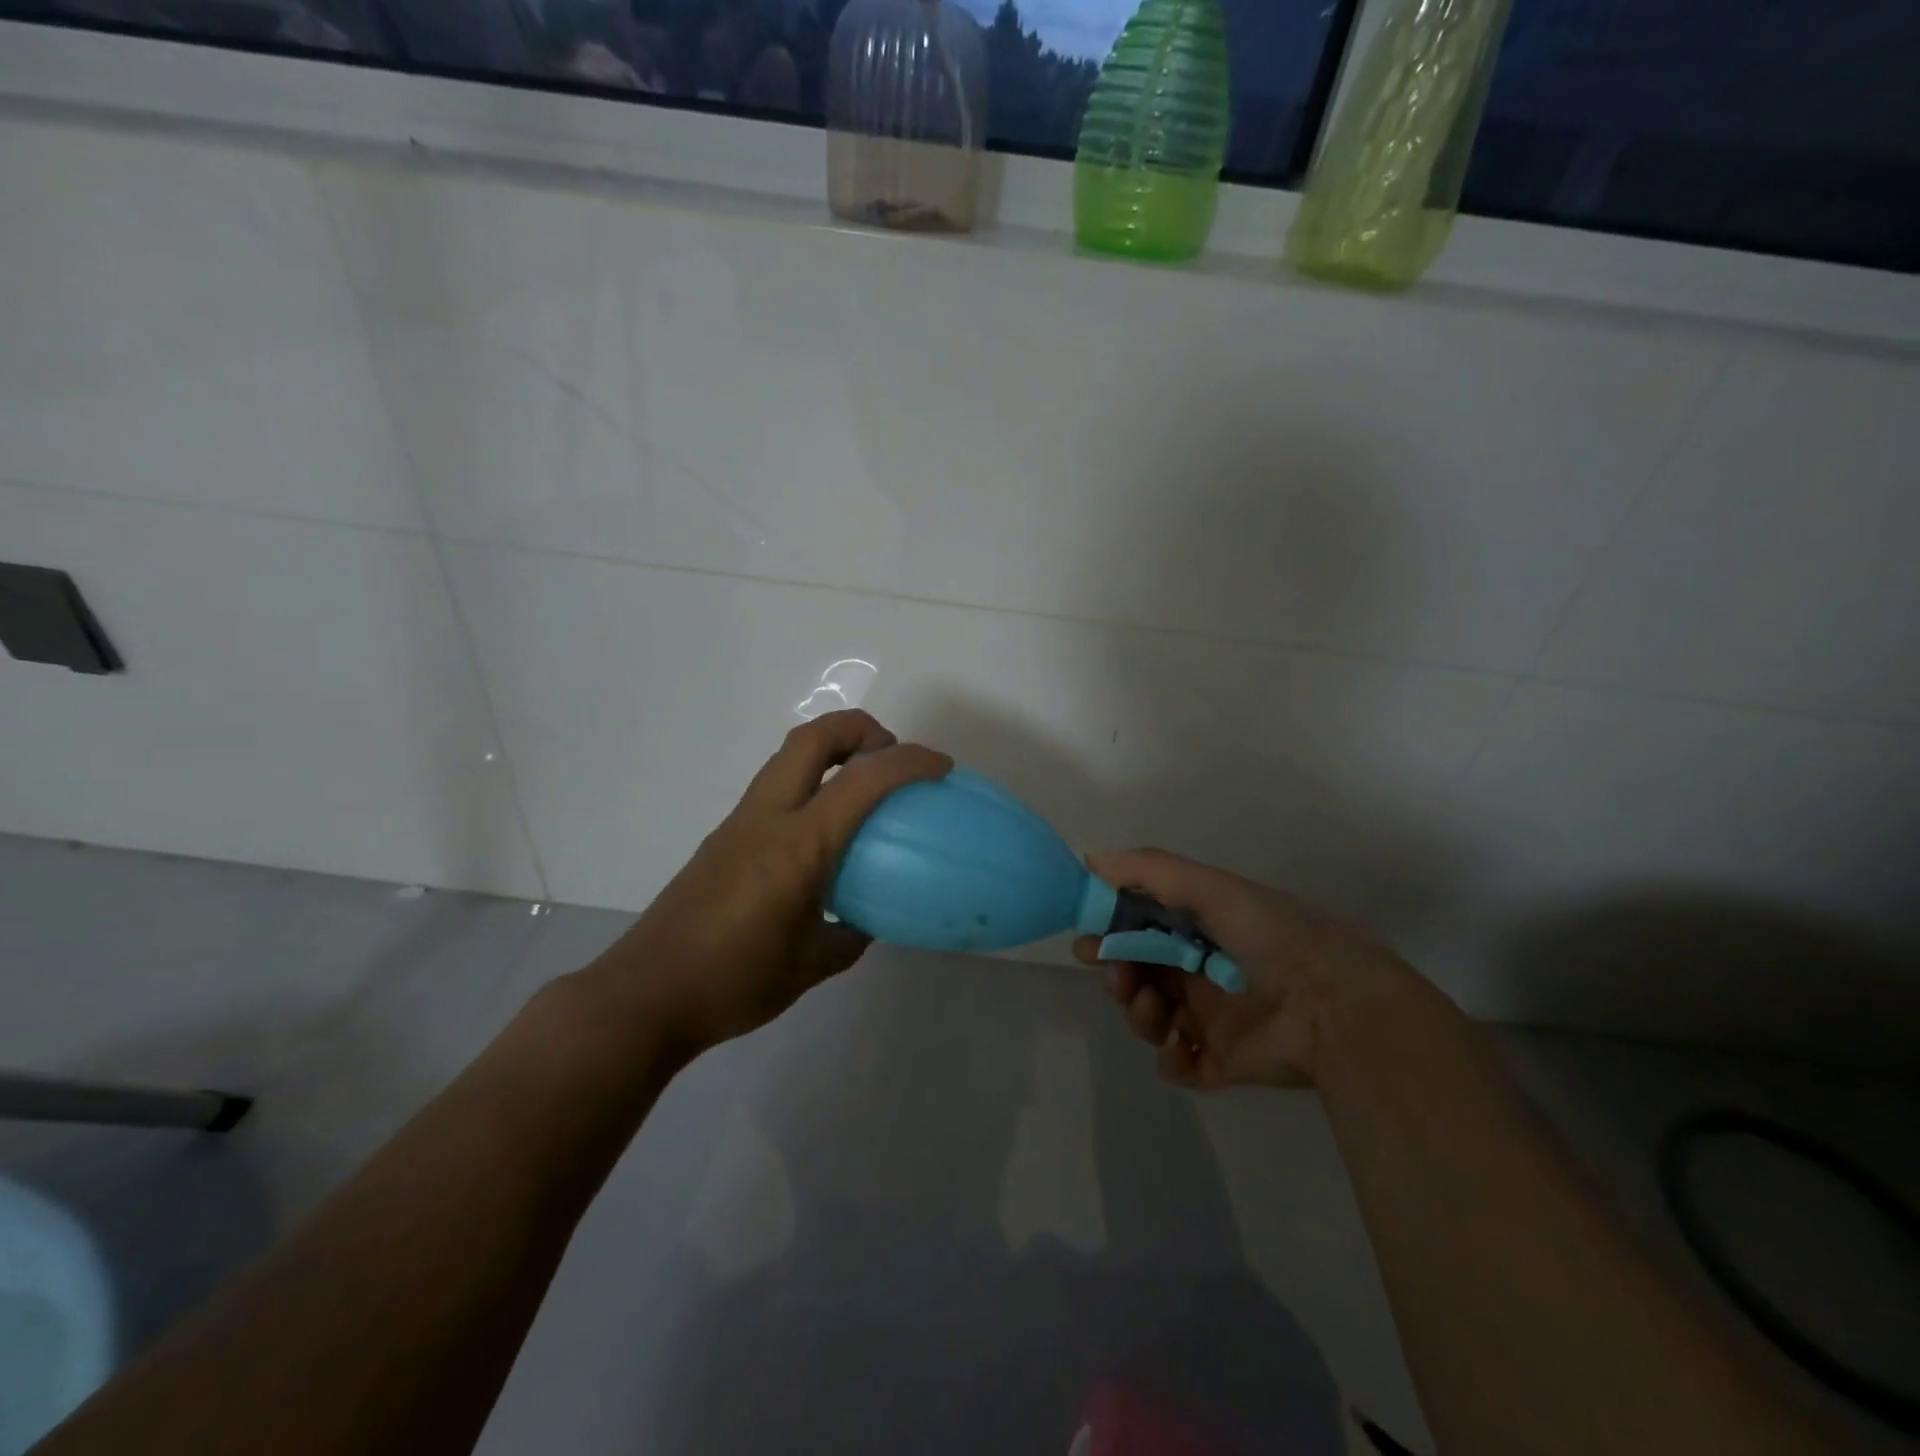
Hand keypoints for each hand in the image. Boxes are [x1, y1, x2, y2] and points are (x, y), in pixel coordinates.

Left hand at [586, 710, 950, 1055]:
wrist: (646, 994)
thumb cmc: (735, 981)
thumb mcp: (812, 965)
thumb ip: (850, 935)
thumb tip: (866, 919)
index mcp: (799, 844)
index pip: (863, 779)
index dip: (910, 761)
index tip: (941, 767)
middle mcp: (768, 817)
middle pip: (814, 737)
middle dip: (861, 728)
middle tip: (890, 756)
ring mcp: (740, 822)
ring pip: (789, 756)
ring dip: (832, 751)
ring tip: (863, 786)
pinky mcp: (724, 836)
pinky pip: (776, 786)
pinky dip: (810, 782)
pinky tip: (822, 832)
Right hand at [1074, 848, 1420, 1089]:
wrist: (1334, 1004)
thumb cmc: (1269, 935)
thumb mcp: (1210, 887)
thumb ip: (1149, 870)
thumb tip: (1090, 860)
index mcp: (1199, 928)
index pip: (1139, 928)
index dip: (1110, 932)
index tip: (1089, 938)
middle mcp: (1200, 970)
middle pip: (1138, 974)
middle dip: (1118, 975)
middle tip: (1119, 978)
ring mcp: (1211, 1018)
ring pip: (1150, 1017)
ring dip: (1140, 1014)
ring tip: (1158, 1010)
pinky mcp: (1222, 1062)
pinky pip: (1179, 1064)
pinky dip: (1171, 1060)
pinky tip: (1181, 1048)